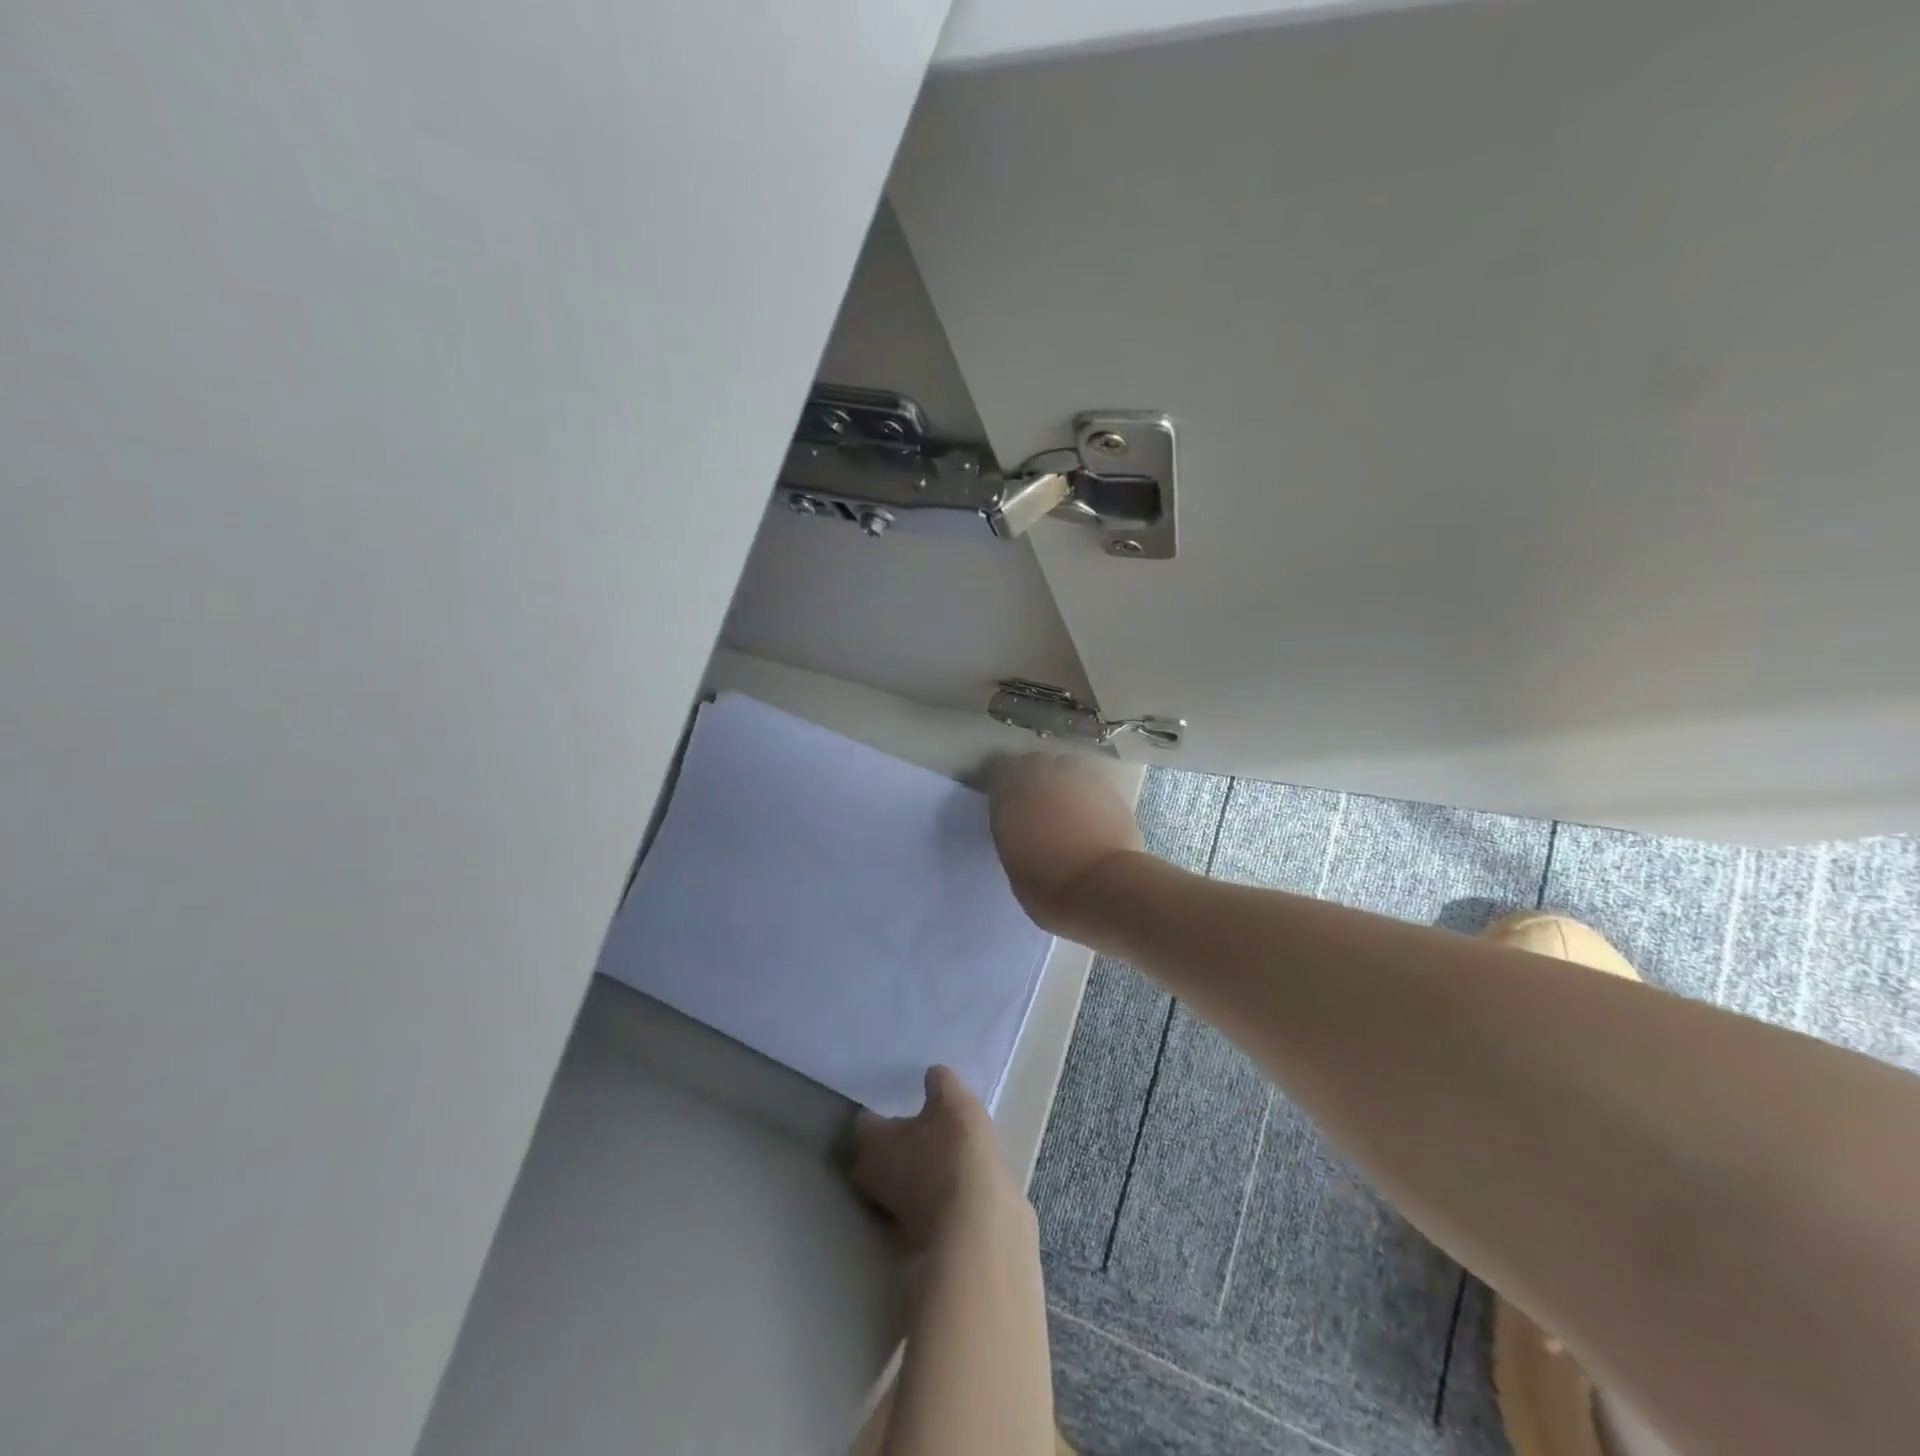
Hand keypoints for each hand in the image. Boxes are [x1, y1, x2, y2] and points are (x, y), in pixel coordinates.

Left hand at [848, 1067, 1020, 1251]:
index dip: (881, 1108)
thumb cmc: (953, 1151)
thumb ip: (939, 1082)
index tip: (900, 1099)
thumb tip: (932, 1075)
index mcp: (871, 1144)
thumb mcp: (952, 1100)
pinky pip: (923, 1202)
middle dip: (894, 1141)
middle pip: (876, 1155)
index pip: (865, 1120)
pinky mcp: (921, 1235)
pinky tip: (955, 1177)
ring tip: (942, 1148)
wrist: (977, 1225)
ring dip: (915, 1168)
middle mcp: (873, 1181)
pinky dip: (934, 1191)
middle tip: (919, 1123)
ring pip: (899, 1181)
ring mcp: (895, 1213)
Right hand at [986, 753, 1144, 938]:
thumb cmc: (1045, 880)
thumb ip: (1010, 822)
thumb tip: (1017, 815)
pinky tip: (1089, 820)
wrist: (1103, 886)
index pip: (997, 768)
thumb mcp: (1009, 852)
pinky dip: (1086, 798)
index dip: (999, 785)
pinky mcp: (1111, 788)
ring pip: (1065, 770)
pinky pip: (1090, 785)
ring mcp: (1081, 775)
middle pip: (1034, 764)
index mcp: (1012, 785)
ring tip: (1064, 814)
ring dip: (1061, 786)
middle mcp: (1046, 770)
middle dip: (1032, 783)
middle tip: (1034, 811)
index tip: (1001, 804)